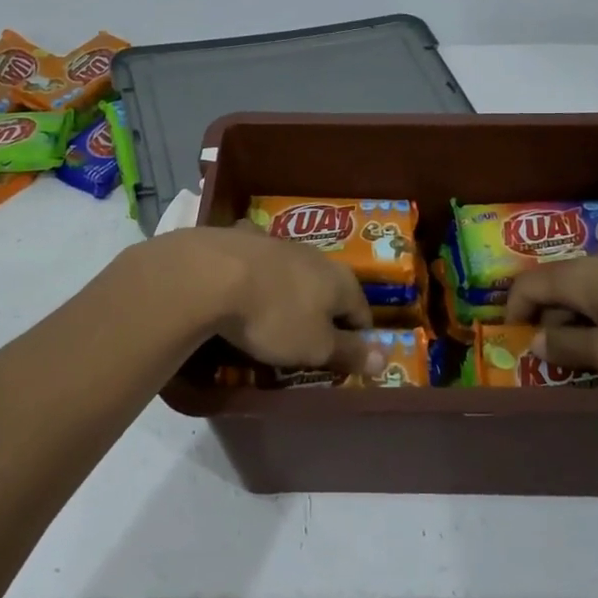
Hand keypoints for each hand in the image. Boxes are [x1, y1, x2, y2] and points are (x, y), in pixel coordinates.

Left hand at [156, 225, 379, 374]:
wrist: (212, 274)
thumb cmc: (274, 317)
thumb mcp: (315, 347)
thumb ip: (349, 352)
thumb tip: (385, 359)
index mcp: (341, 281)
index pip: (363, 313)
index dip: (359, 339)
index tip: (345, 359)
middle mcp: (316, 256)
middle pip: (330, 289)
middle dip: (324, 312)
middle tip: (308, 341)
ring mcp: (279, 242)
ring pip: (295, 271)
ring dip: (292, 290)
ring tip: (276, 315)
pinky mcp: (243, 238)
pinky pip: (259, 260)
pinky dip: (258, 273)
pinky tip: (243, 283)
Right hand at [504, 248, 597, 386]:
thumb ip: (570, 348)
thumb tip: (535, 341)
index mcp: (582, 276)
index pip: (528, 285)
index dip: (513, 311)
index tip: (516, 340)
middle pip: (559, 285)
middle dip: (552, 320)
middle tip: (563, 358)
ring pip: (592, 286)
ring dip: (584, 316)